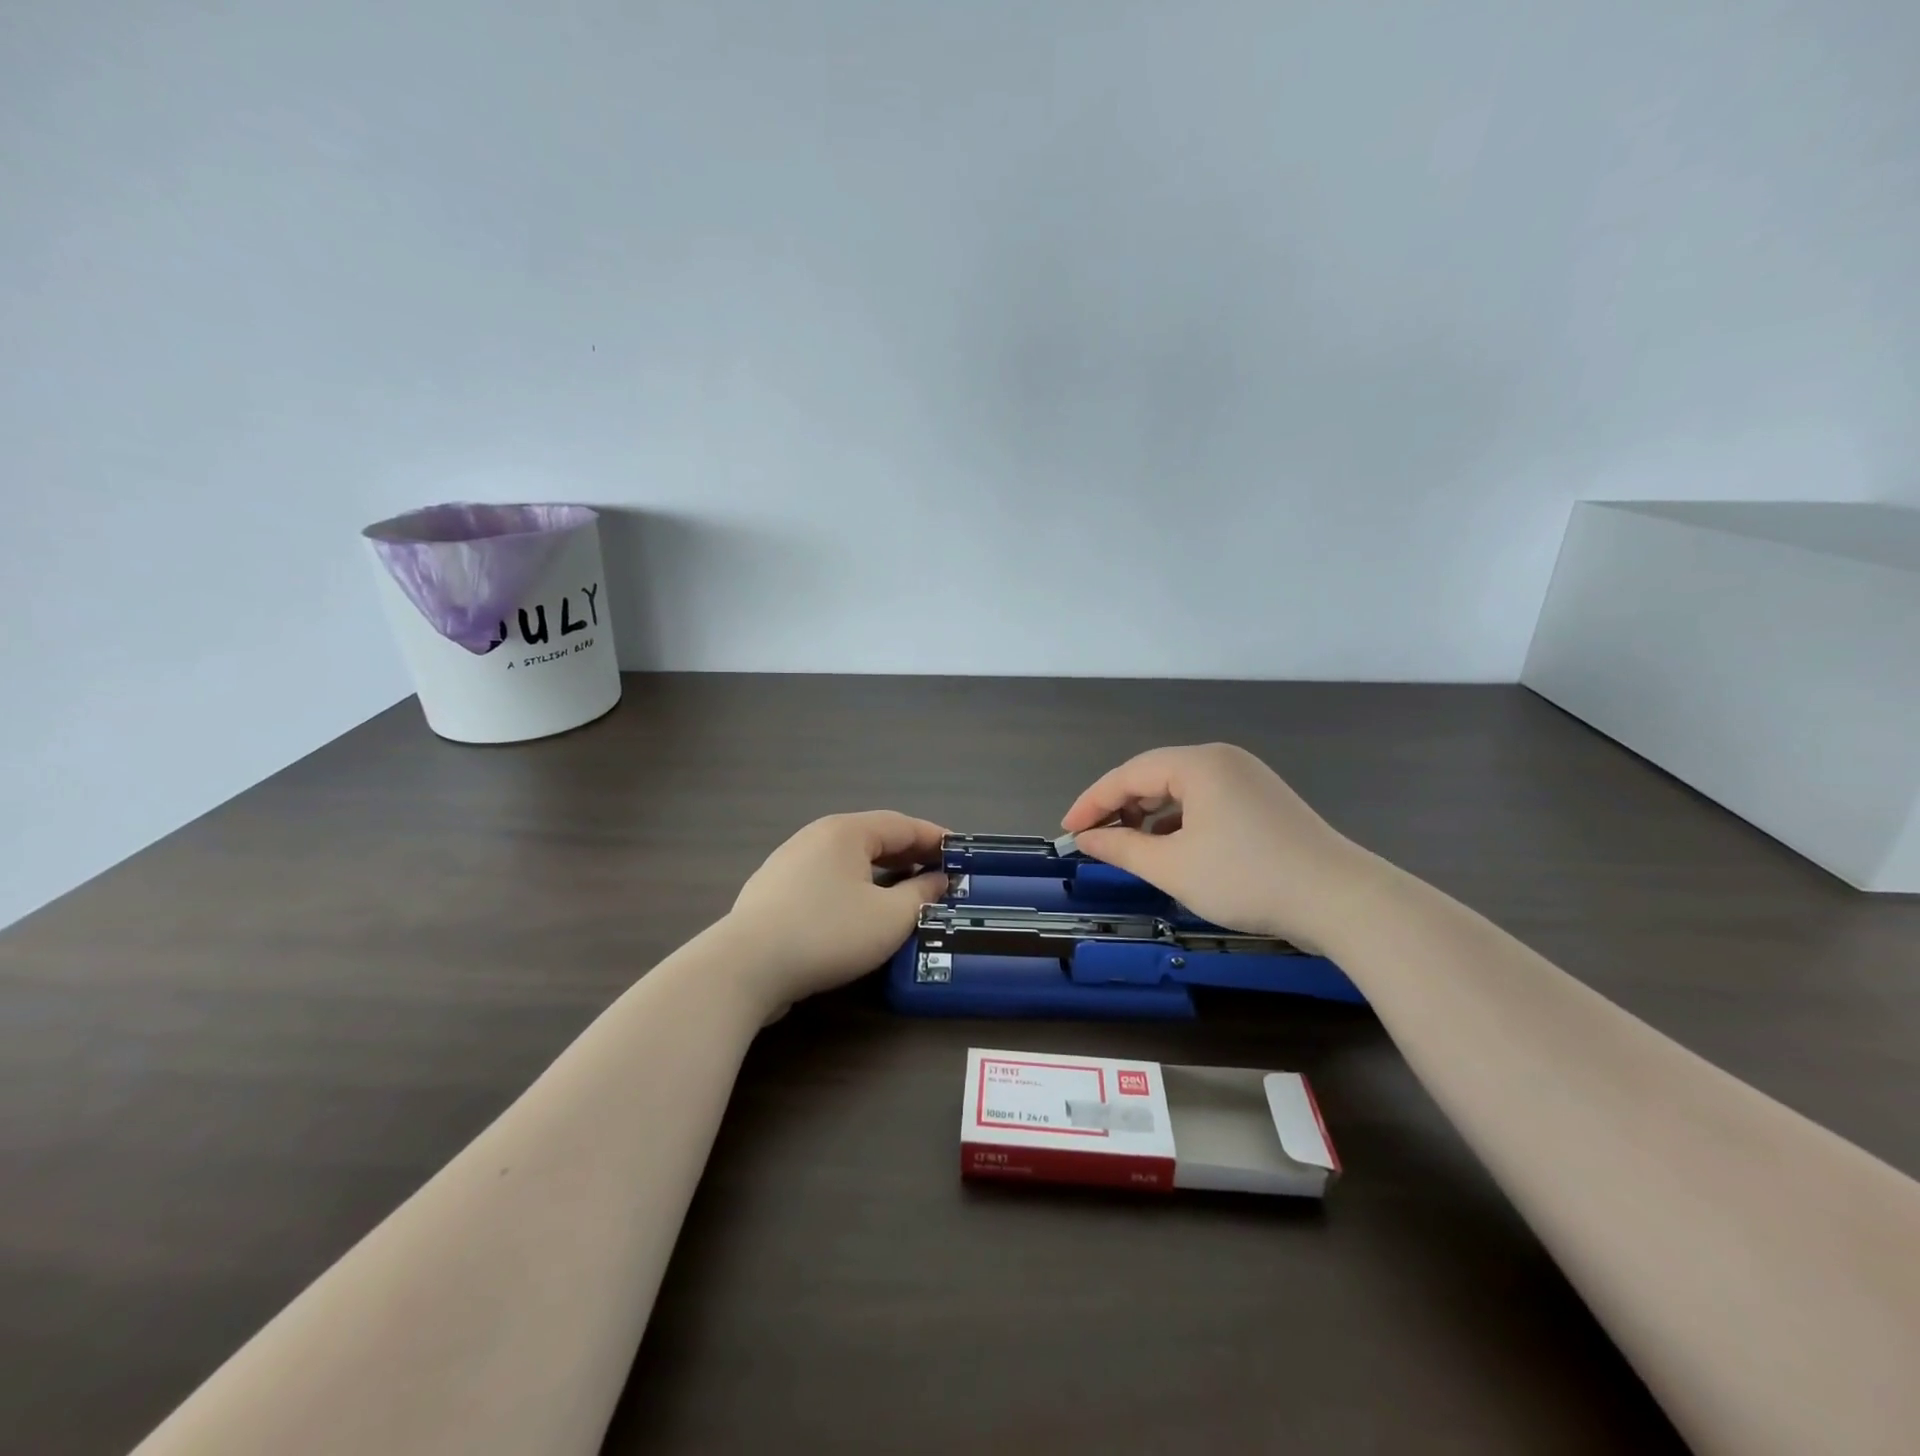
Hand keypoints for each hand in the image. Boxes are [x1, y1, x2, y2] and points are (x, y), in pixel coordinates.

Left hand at [724, 811, 948, 1014]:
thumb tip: (939, 879)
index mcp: (846, 832)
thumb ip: (921, 895)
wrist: (746, 966)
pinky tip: (859, 910)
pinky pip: (826, 878)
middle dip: (909, 854)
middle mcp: (816, 836)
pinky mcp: (773, 891)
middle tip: (939, 872)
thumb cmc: (828, 933)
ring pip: (847, 859)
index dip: (935, 837)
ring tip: (904, 891)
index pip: (902, 824)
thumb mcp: (889, 918)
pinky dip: (853, 886)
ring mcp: (789, 862)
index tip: (961, 852)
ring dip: (881, 871)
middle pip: (873, 838)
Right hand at [1061, 744, 1370, 947]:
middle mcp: (1222, 760)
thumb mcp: (1173, 867)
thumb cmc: (1246, 878)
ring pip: (1181, 791)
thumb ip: (1122, 848)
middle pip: (1154, 776)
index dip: (1092, 802)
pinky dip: (1180, 823)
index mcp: (1198, 763)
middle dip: (1120, 807)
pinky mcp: (1262, 802)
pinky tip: (1171, 849)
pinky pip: (1206, 803)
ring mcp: (1247, 779)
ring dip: (1150, 817)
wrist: (1340, 901)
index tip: (1067, 831)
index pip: (1128, 774)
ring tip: (1129, 848)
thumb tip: (1087, 839)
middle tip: (1094, 840)